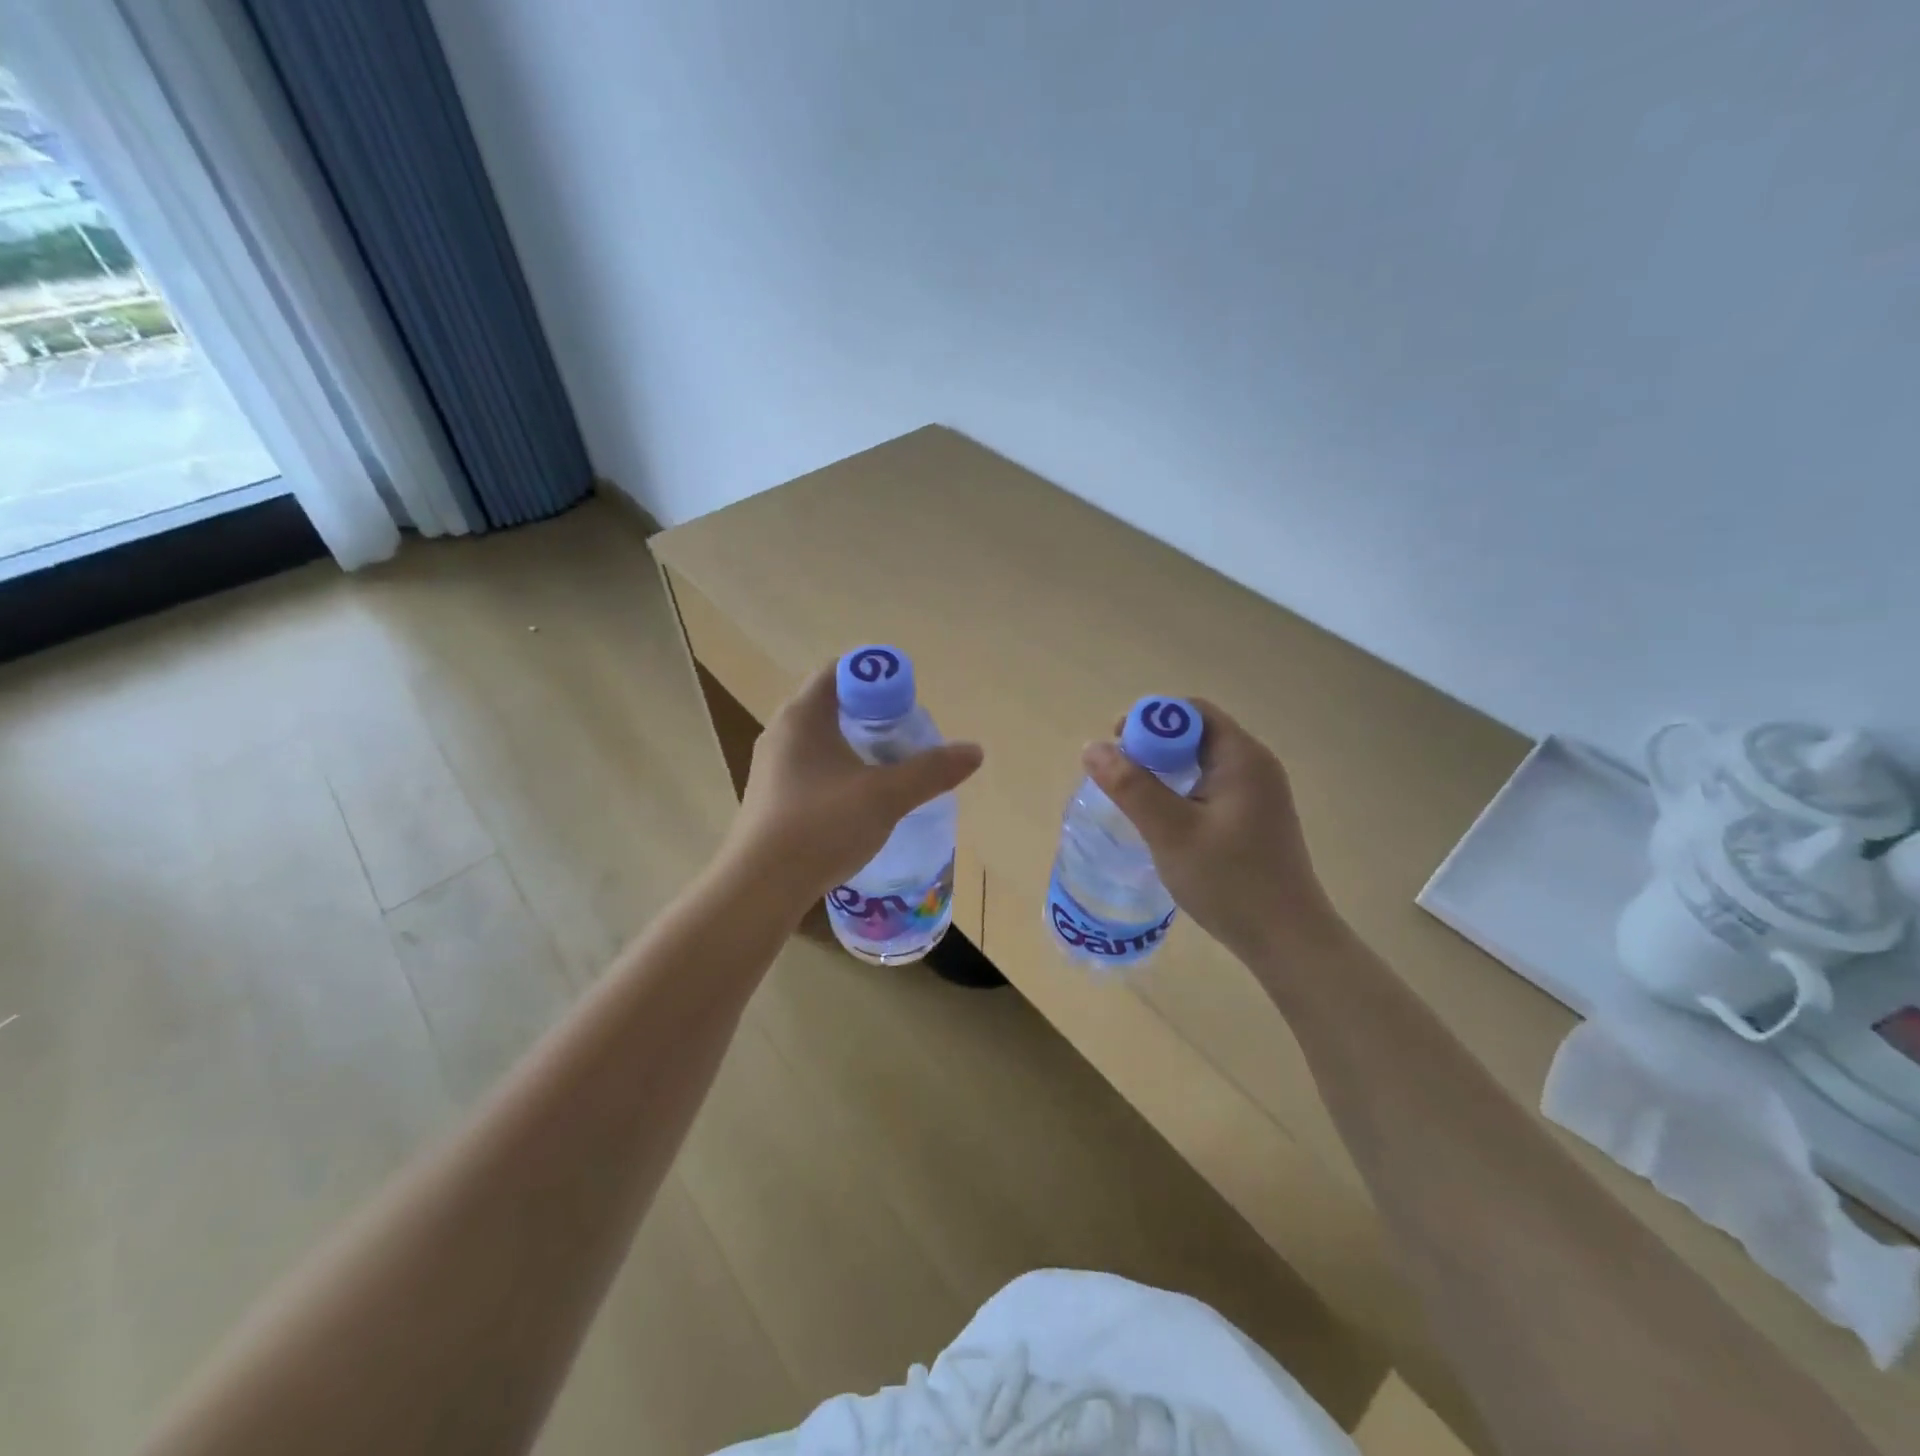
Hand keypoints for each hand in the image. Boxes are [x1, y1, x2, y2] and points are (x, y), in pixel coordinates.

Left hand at [721, 663, 983, 911]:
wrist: (761, 887)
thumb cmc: (822, 826)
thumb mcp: (886, 796)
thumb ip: (931, 771)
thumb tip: (975, 751)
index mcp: (803, 715)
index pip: (840, 670)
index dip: (877, 677)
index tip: (907, 702)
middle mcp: (781, 731)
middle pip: (833, 704)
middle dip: (873, 714)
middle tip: (906, 736)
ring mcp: (772, 766)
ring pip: (822, 739)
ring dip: (856, 745)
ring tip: (890, 769)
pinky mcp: (772, 796)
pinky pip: (811, 767)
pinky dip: (839, 771)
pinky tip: (859, 800)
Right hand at [1082, 699, 1340, 964]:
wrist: (1287, 940)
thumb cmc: (1230, 881)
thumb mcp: (1171, 831)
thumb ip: (1131, 787)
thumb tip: (1092, 747)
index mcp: (1242, 757)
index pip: (1191, 712)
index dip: (1150, 720)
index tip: (1116, 747)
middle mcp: (1255, 766)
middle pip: (1196, 734)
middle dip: (1153, 746)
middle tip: (1119, 776)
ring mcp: (1259, 794)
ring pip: (1202, 763)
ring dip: (1165, 770)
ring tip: (1135, 799)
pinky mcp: (1255, 818)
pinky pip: (1211, 787)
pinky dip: (1182, 791)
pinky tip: (1165, 821)